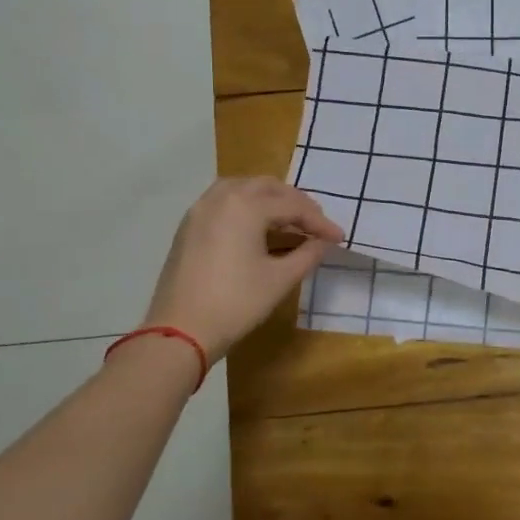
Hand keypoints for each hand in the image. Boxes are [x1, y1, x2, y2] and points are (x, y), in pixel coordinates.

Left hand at [142, 177, 343, 358]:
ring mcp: (200, 211)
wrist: (180, 332)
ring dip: (269, 199)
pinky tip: (258, 228)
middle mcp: (221, 198)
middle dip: (295, 203)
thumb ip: (307, 254)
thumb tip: (322, 243)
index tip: (340, 238)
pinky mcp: (188, 227)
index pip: (293, 207)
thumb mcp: (280, 279)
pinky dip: (246, 206)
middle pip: (267, 188)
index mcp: (246, 207)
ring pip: (242, 189)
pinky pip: (223, 202)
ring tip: (288, 220)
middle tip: (316, 224)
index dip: (320, 222)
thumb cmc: (236, 303)